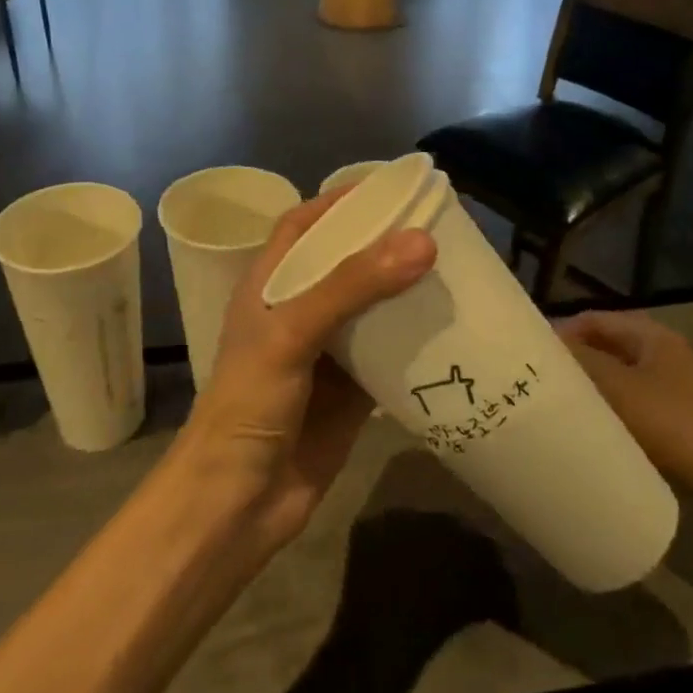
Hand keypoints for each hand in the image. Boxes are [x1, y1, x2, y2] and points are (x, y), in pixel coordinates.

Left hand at [179, 188, 435, 550]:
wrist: (238, 502)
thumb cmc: (249, 404)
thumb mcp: (291, 333)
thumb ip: (350, 286)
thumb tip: (420, 241)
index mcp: (269, 287)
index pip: (302, 227)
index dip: (339, 203)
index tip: (388, 189)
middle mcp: (297, 313)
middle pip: (344, 264)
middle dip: (384, 245)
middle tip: (437, 226)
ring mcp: (326, 354)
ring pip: (371, 310)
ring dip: (404, 292)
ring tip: (454, 269)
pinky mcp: (352, 393)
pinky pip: (389, 356)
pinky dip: (415, 342)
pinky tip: (452, 330)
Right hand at [555, 311, 692, 501]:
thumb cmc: (671, 423)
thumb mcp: (618, 387)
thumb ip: (580, 360)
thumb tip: (543, 346)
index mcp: (652, 336)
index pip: (594, 320)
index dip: (562, 332)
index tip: (533, 355)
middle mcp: (661, 353)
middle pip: (604, 345)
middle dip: (573, 359)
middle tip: (540, 378)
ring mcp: (668, 385)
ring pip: (614, 375)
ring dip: (587, 384)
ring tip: (556, 401)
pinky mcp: (670, 415)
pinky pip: (626, 400)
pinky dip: (604, 405)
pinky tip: (586, 423)